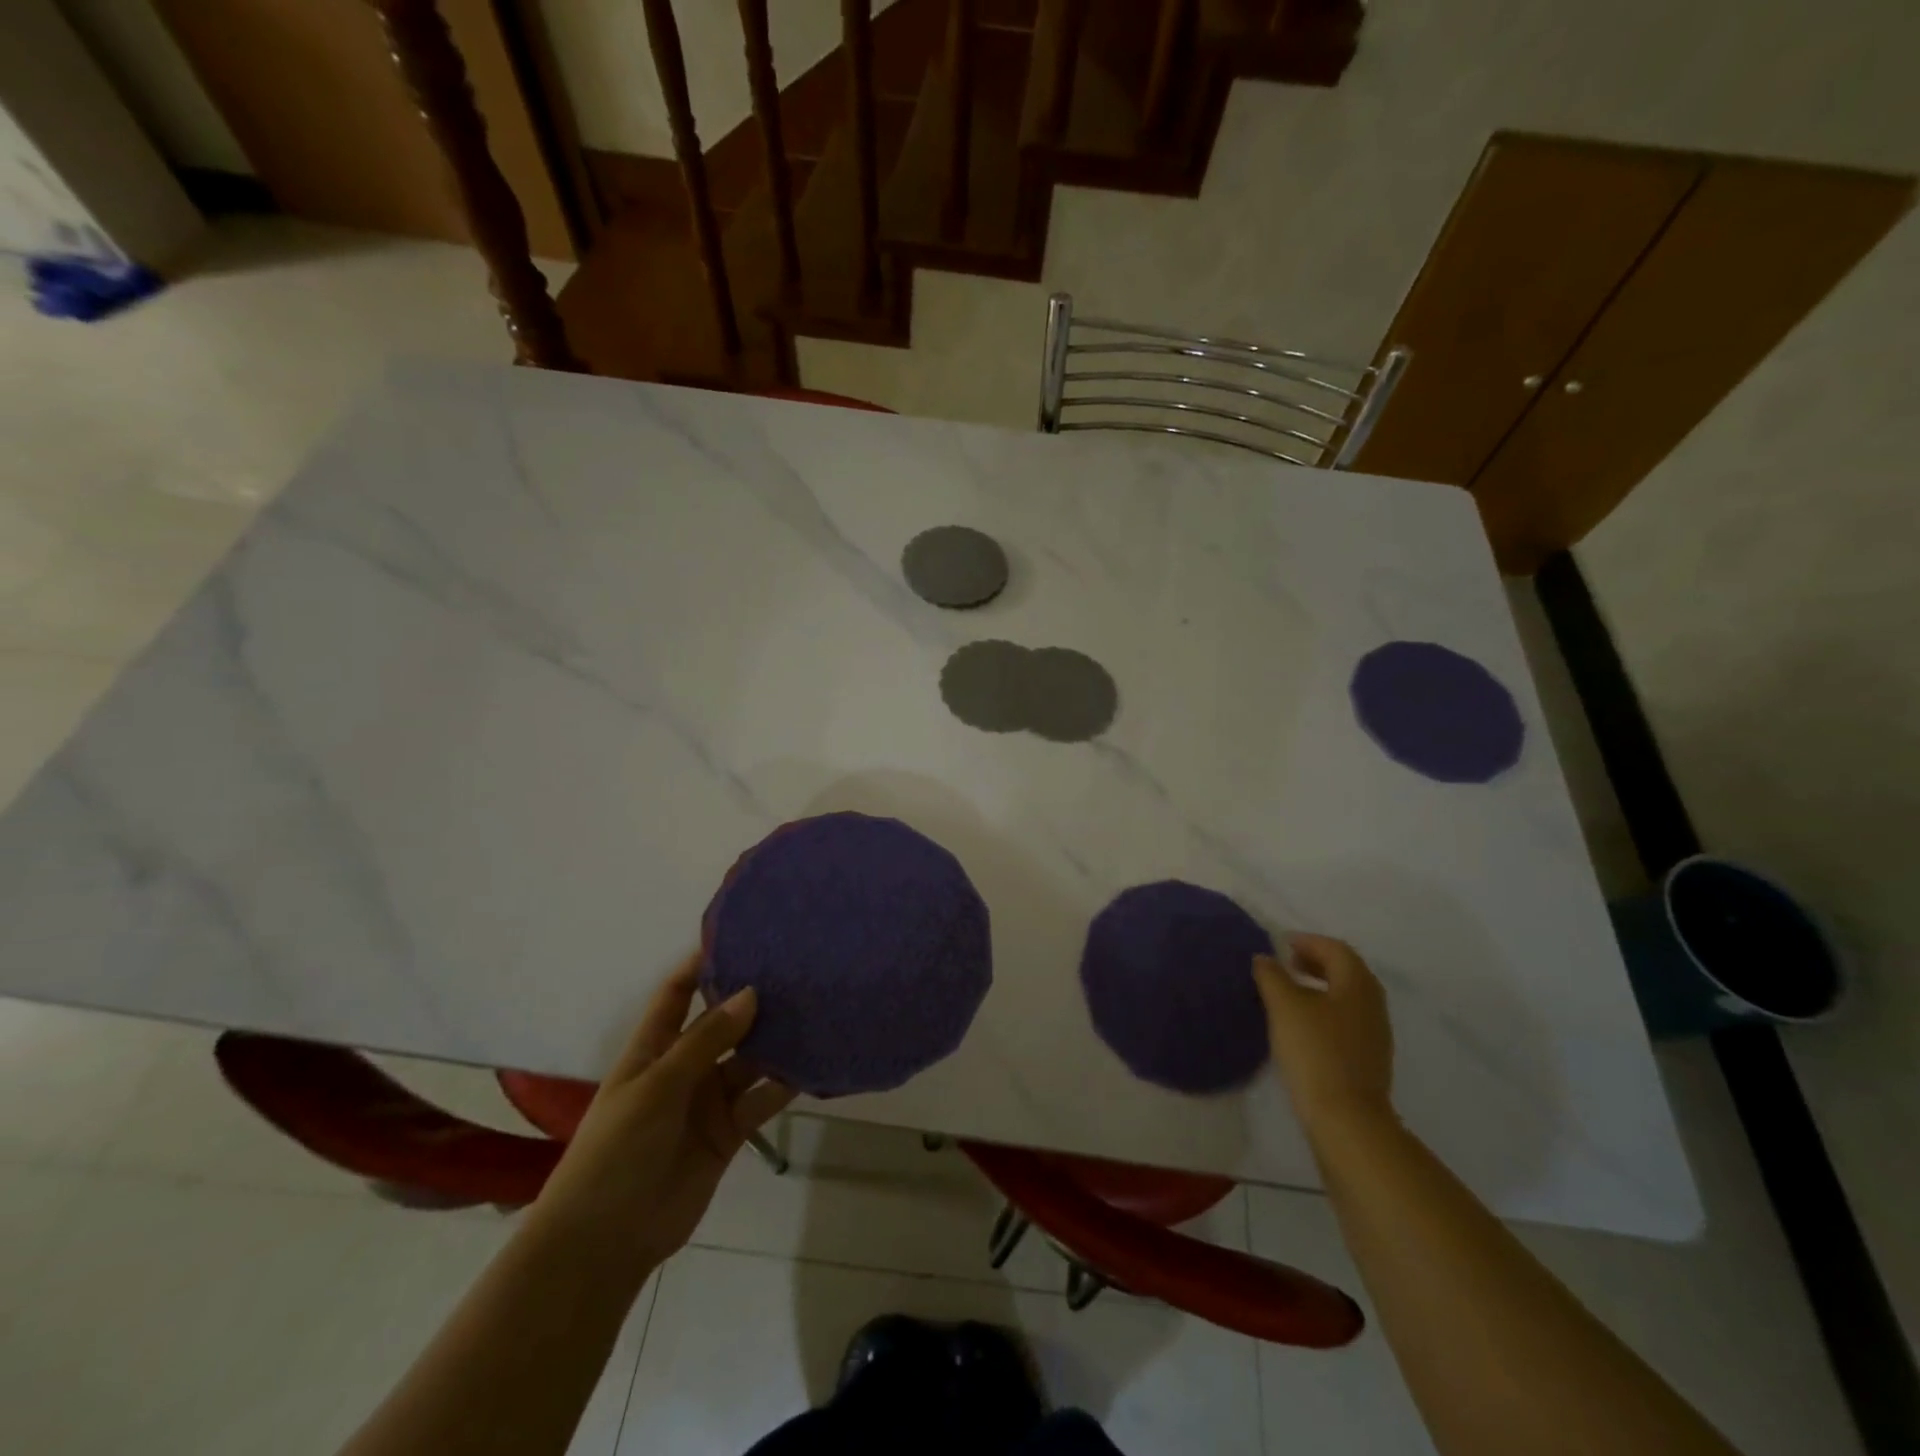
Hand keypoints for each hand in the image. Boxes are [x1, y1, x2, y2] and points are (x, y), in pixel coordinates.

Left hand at [529, 953, 794, 1274]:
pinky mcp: (729, 1132)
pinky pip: (762, 1099)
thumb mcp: (657, 1086)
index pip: (676, 993)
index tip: (739, 936)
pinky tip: (813, 1062)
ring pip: (749, 1060)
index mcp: (653, 1048)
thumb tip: (751, 993)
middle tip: (796, 971)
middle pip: (722, 1023)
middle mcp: (684, 1067)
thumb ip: (706, 1040)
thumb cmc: (616, 1150)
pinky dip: (785, 1084)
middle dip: (753, 1000)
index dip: (700, 965)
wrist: (605, 1241)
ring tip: (815, 1009)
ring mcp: (708, 1100)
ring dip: (776, 1041)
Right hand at [1253, 933, 1395, 1140]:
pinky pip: (1347, 1019)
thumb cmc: (1315, 1051)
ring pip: (1347, 996)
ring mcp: (1374, 1033)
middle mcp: (1372, 1003)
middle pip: (1346, 970)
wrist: (1346, 1118)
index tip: (1281, 943)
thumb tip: (1265, 958)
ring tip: (1290, 992)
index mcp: (1357, 984)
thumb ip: (1272, 976)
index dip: (1308, 941)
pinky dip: (1325, 1009)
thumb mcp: (1284, 1006)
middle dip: (1316, 961)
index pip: (1335, 949)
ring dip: (1320, 986)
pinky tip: (1303, 1024)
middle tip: (1286, 963)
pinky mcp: (1368, 1058)